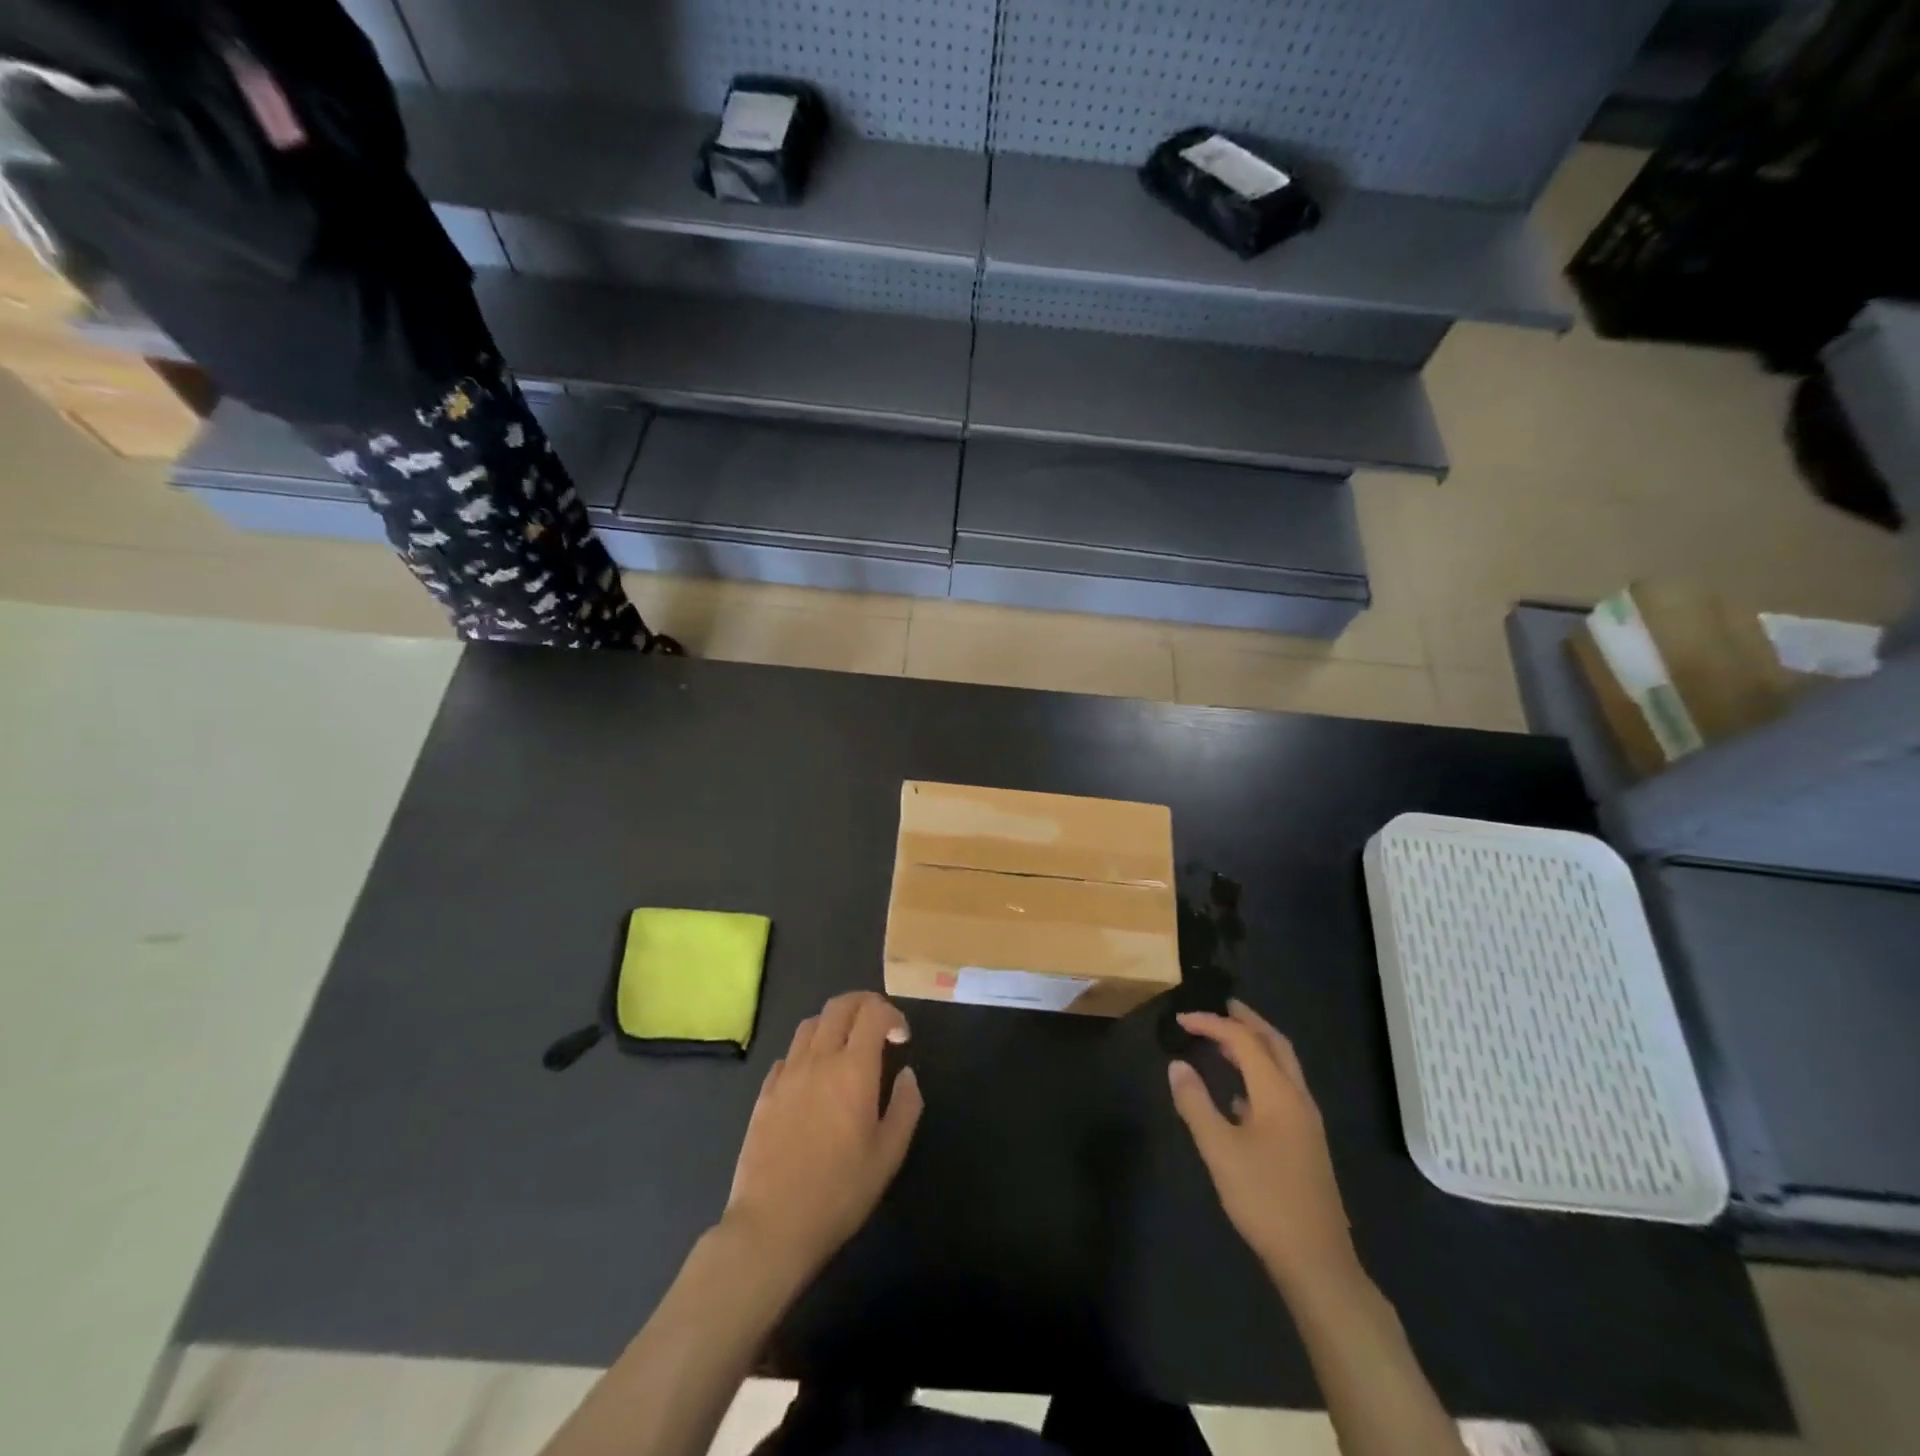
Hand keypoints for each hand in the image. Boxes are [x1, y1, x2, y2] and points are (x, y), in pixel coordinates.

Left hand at [724, 991, 923, 1280]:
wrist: (771, 1226)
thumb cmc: (839, 1192)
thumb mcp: (889, 1155)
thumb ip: (906, 1106)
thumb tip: (907, 1074)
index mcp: (853, 1069)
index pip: (873, 1012)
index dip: (892, 1015)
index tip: (902, 1039)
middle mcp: (818, 1059)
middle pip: (839, 1006)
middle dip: (864, 1004)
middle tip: (879, 1026)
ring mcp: (787, 1074)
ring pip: (810, 1024)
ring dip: (834, 1024)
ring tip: (846, 1048)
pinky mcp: (765, 1093)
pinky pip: (788, 1054)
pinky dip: (807, 1052)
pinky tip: (813, 1078)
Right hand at [1168, 1000, 1358, 1298]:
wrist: (1317, 1262)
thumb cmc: (1264, 1200)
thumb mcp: (1219, 1150)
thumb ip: (1195, 1103)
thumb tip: (1177, 1065)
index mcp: (1278, 1093)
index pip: (1243, 1040)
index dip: (1211, 1024)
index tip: (1180, 1020)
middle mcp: (1298, 1098)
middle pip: (1275, 1044)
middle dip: (1247, 1020)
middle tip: (1220, 1006)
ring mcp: (1306, 1122)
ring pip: (1282, 1067)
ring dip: (1255, 1046)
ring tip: (1224, 1040)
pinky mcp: (1306, 1142)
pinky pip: (1283, 1089)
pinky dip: (1260, 1074)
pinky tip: (1238, 1095)